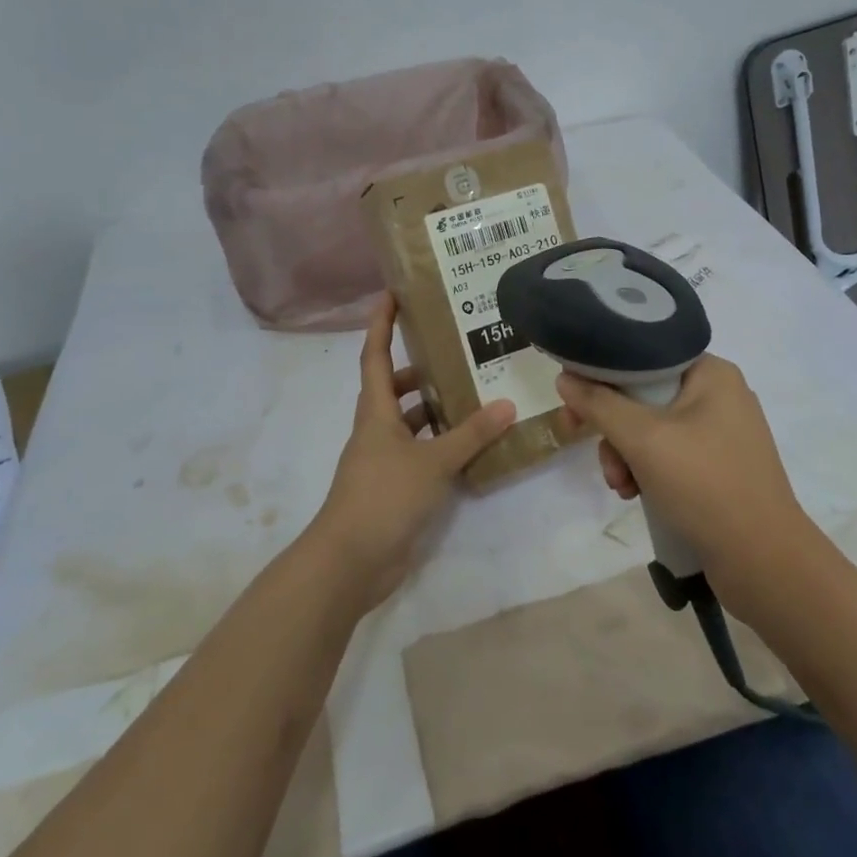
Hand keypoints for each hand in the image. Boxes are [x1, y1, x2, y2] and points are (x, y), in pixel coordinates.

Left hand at [306, 293, 515, 610]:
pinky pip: (420, 452)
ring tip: (473, 394)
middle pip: (394, 388)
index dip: (381, 324)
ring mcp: (383, 460)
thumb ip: (470, 434)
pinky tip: (470, 445)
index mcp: (376, 413)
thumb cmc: (383, 497)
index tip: (391, 295)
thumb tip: (506, 404)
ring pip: (409, 422)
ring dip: (434, 408)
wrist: (350, 562)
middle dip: (419, 368)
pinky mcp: (394, 487)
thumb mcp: (433, 462)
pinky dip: (440, 444)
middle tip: (456, 352)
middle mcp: (376, 430)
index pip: (375, 356)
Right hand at [555, 355, 816, 586]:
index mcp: (711, 373)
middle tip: (581, 441)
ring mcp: (721, 433)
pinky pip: (669, 455)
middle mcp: (719, 395)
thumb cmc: (705, 485)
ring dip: (625, 455)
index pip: (643, 355)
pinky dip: (646, 471)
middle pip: (643, 395)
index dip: (602, 373)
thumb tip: (565, 378)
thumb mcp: (644, 439)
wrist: (764, 562)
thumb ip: (600, 404)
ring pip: (651, 429)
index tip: (572, 398)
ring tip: (620, 485)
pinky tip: (636, 494)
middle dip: (612, 427)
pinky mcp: (718, 467)